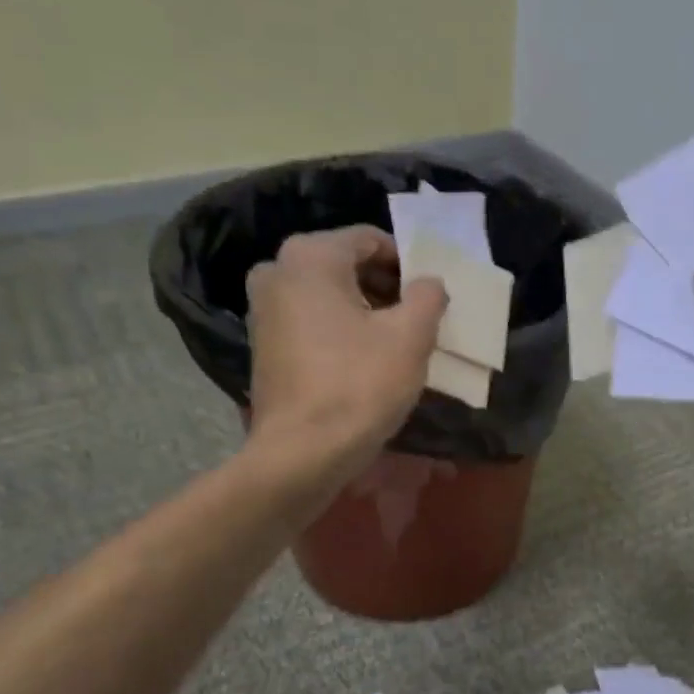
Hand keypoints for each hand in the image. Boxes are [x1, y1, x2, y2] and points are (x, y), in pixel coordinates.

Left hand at [245, 226, 446, 476]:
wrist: (302, 453)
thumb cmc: (360, 385)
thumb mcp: (411, 336)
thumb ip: (428, 296)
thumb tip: (429, 283)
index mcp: (310, 256)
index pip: (371, 240)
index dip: (408, 265)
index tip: (430, 296)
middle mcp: (277, 270)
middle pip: (348, 265)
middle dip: (387, 288)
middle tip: (419, 319)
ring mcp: (263, 308)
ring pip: (330, 294)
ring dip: (366, 310)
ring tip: (397, 343)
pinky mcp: (263, 343)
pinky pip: (312, 320)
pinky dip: (341, 330)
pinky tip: (365, 361)